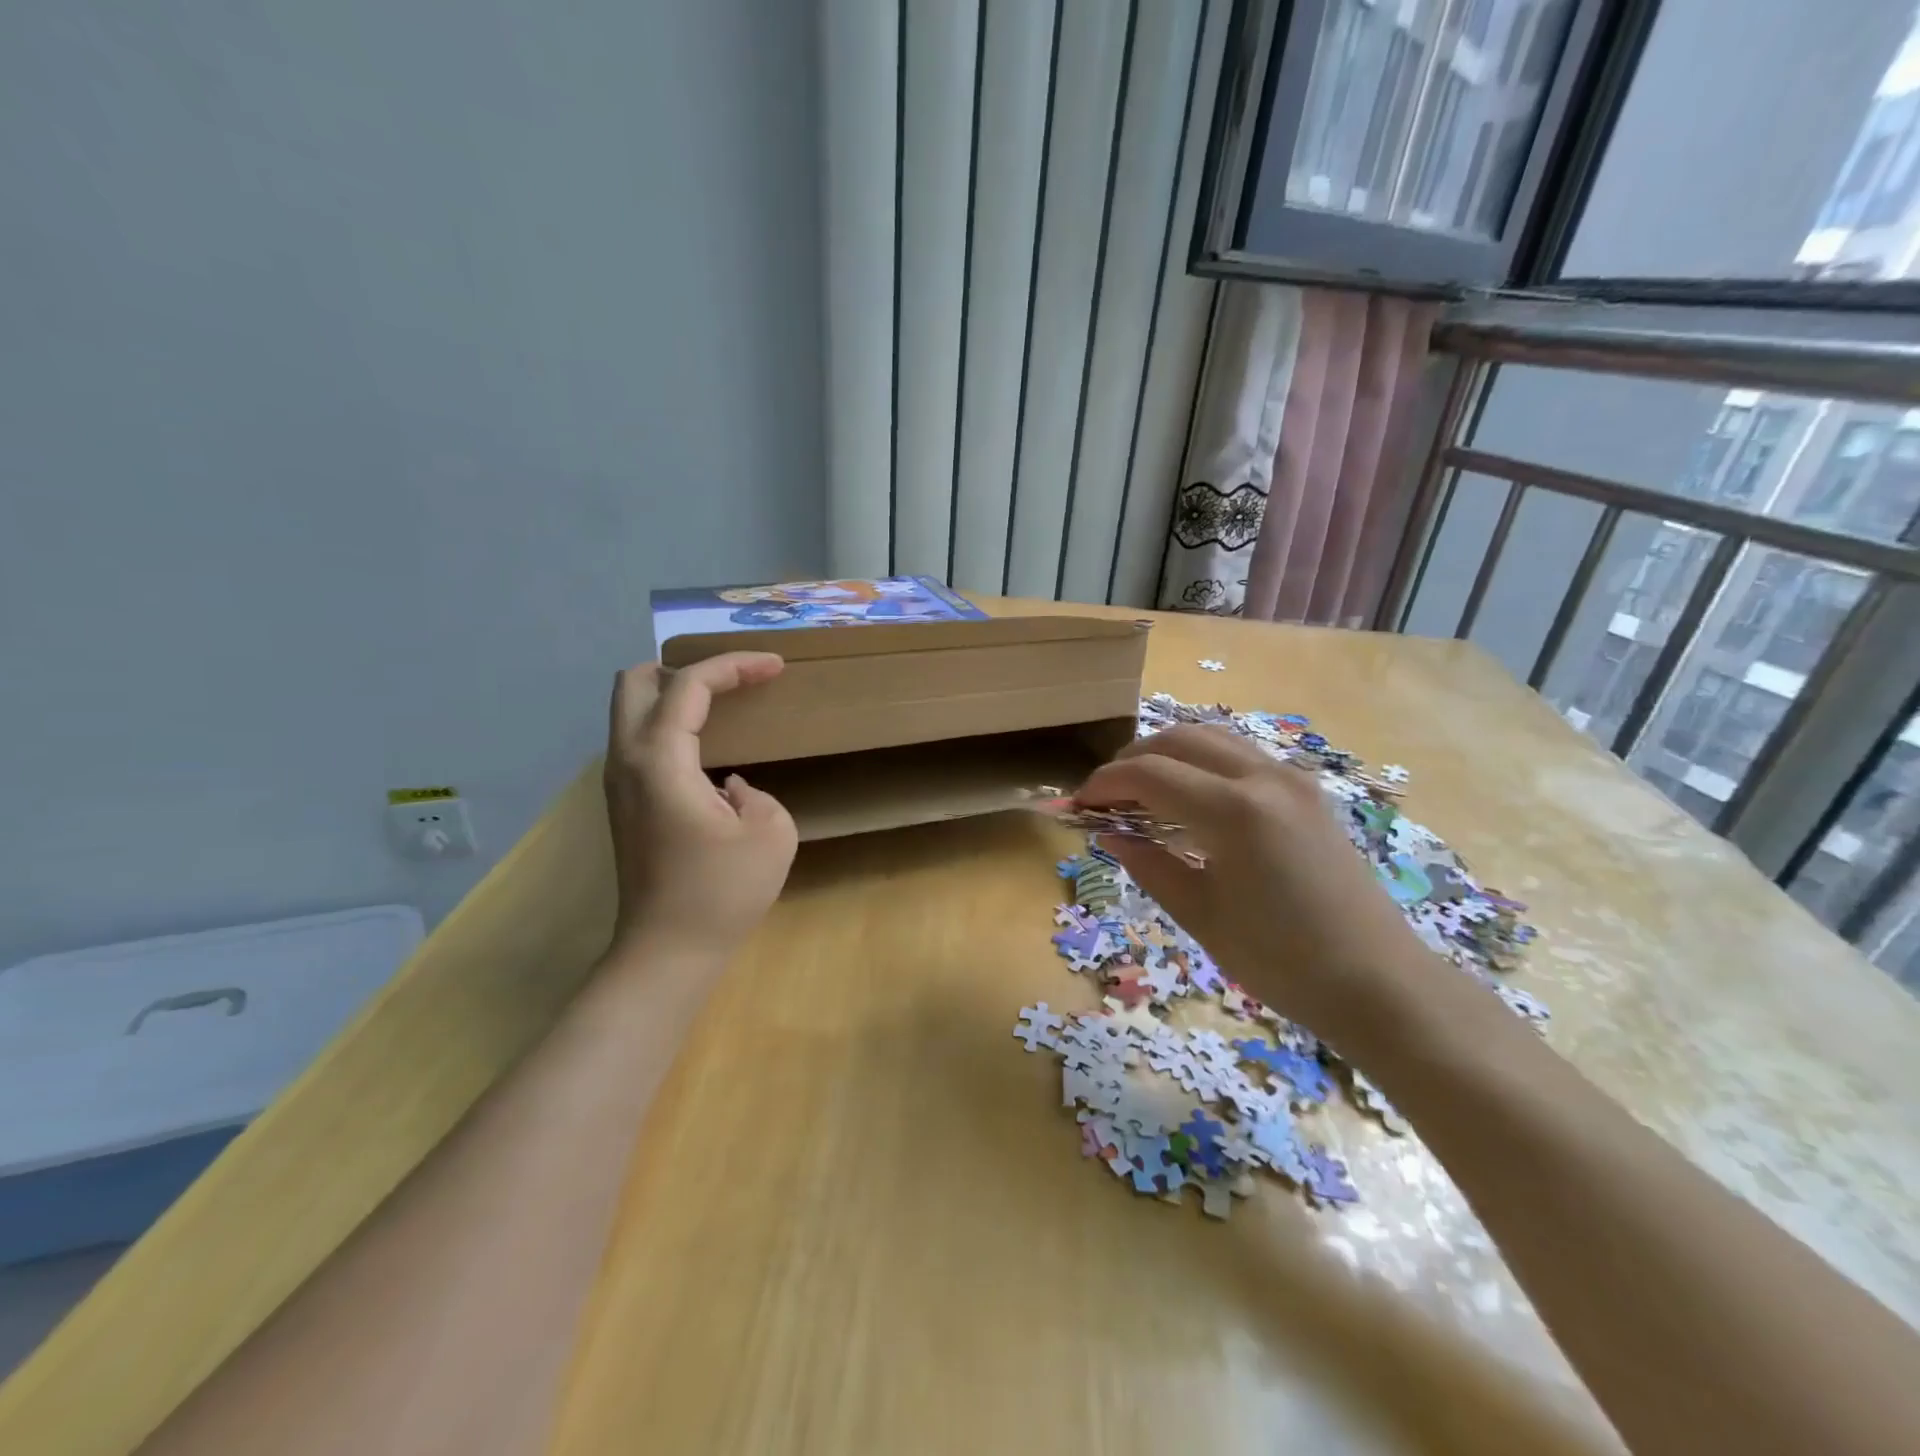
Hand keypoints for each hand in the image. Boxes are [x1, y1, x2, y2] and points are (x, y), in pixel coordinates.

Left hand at [603, 652, 797, 963]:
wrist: (667, 954)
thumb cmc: (721, 894)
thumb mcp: (770, 833)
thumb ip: (756, 793)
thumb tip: (729, 788)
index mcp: (660, 760)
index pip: (689, 685)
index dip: (734, 666)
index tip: (775, 666)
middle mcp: (626, 761)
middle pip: (634, 681)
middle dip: (685, 668)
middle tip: (733, 682)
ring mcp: (617, 784)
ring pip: (630, 710)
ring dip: (674, 696)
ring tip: (723, 706)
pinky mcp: (623, 805)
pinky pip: (638, 740)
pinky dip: (668, 725)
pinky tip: (705, 749)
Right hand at [1075, 725, 1433, 1039]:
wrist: (1380, 984)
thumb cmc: (1283, 961)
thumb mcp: (1202, 916)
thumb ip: (1150, 865)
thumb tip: (1111, 835)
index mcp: (1234, 811)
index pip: (1150, 774)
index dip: (1106, 783)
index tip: (1079, 805)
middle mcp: (1264, 777)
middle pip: (1180, 739)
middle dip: (1133, 759)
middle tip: (1106, 795)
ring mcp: (1292, 780)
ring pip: (1213, 739)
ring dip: (1169, 755)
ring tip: (1141, 793)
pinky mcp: (1307, 793)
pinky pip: (1241, 757)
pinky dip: (1202, 764)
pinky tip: (1189, 801)